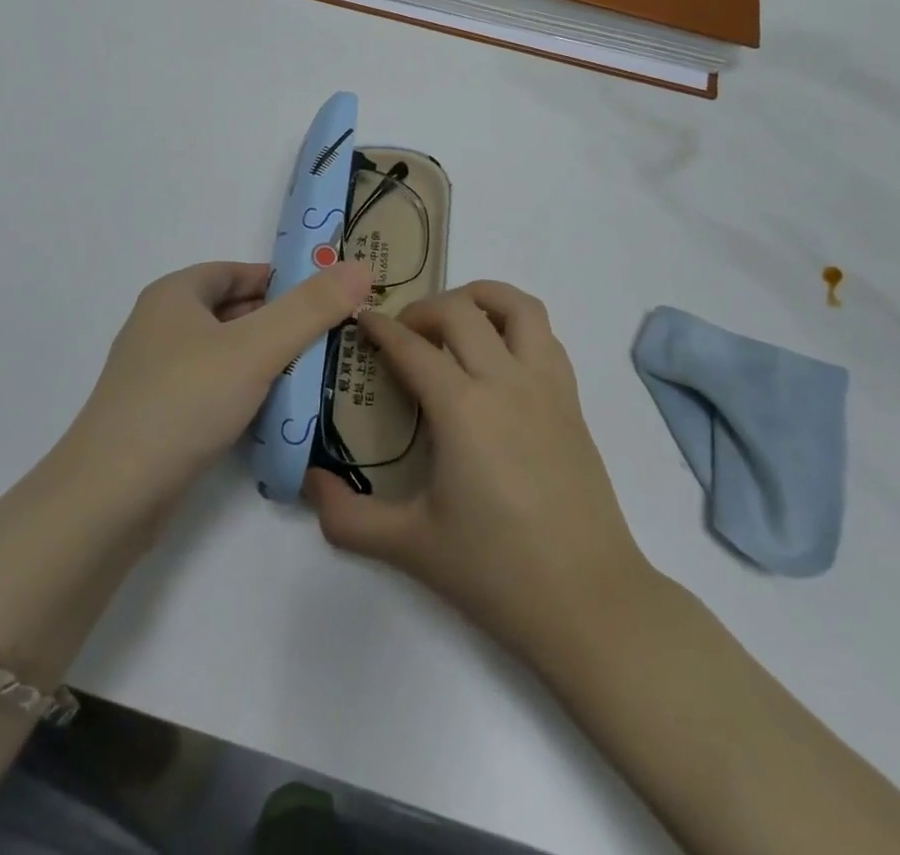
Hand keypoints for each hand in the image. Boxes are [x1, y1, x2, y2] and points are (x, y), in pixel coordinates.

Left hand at [63, 260, 372, 520]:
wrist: (110, 496)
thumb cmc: (183, 401)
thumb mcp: (256, 348)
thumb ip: (311, 308)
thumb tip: (361, 267)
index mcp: (175, 295)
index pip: (238, 271)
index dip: (282, 280)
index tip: (327, 298)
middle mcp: (161, 326)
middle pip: (232, 311)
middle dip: (280, 322)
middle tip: (331, 338)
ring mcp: (156, 373)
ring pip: (224, 353)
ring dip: (265, 359)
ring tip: (315, 374)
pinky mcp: (159, 416)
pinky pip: (213, 388)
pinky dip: (244, 391)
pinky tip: (274, 411)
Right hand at [304, 281, 651, 665]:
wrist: (590, 603)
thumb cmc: (496, 571)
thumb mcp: (409, 546)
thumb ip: (347, 517)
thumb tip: (309, 483)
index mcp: (462, 408)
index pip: (412, 347)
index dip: (381, 328)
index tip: (361, 320)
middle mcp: (506, 381)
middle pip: (461, 310)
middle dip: (423, 308)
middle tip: (402, 332)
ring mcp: (546, 386)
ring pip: (518, 306)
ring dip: (481, 297)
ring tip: (456, 319)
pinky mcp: (572, 402)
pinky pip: (545, 336)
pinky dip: (516, 325)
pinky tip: (498, 356)